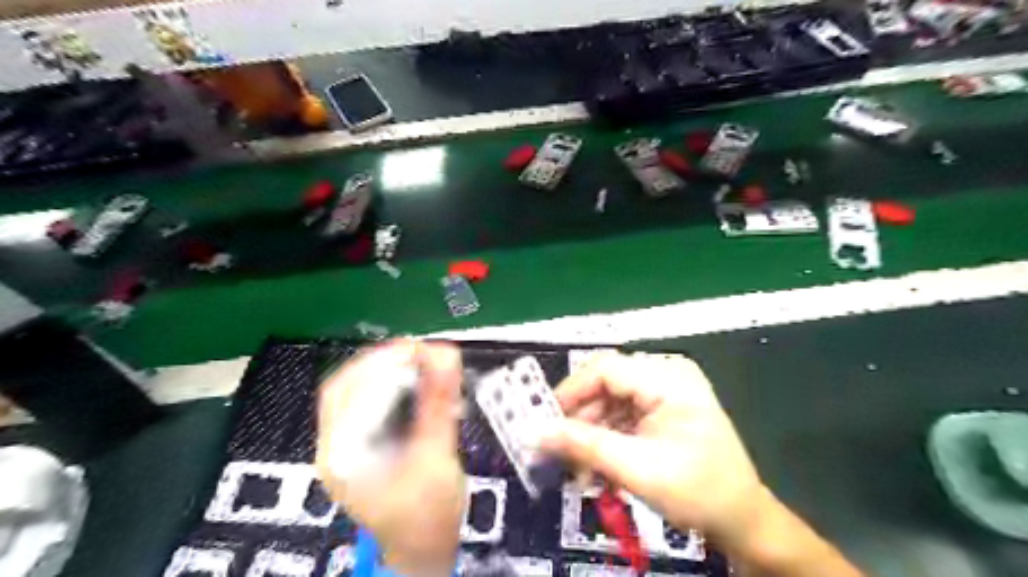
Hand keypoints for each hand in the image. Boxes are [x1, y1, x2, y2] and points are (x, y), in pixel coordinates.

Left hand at [313, 340, 466, 575]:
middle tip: (422, 351)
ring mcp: (347, 446)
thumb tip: (446, 354)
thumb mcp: (436, 458)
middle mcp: (336, 446)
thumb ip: (438, 404)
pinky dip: (394, 387)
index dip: (380, 362)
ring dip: (389, 372)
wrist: (424, 553)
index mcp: (341, 454)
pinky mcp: (364, 446)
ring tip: (423, 362)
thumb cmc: (428, 516)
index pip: (347, 391)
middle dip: (383, 362)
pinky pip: (372, 405)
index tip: (418, 348)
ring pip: (359, 393)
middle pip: (348, 387)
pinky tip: (418, 383)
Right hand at [538, 351, 770, 554]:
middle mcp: (666, 372)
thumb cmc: (698, 492)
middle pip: (605, 383)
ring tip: (579, 467)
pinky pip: (621, 411)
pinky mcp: (661, 404)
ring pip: (608, 398)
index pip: (604, 369)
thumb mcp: (637, 469)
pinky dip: (605, 435)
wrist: (742, 518)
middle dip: (580, 418)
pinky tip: (597, 463)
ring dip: (590, 431)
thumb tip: (534, 432)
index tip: (544, 424)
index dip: (569, 393)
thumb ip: (584, 446)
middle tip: (559, 452)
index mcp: (669, 378)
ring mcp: (665, 387)